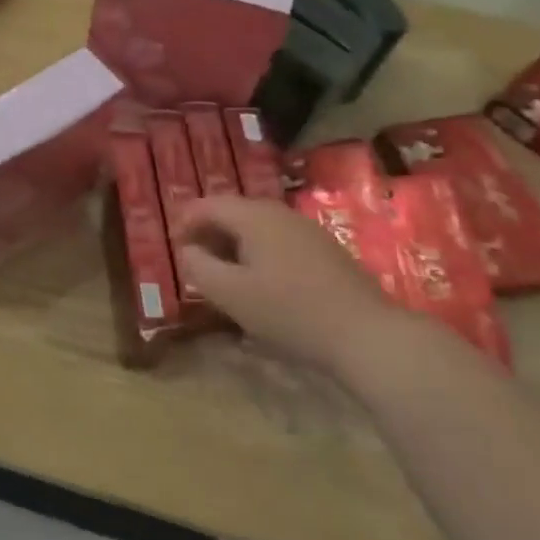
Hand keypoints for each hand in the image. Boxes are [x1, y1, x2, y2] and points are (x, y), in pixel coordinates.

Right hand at [175, 196, 408, 376]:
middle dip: (209, 232)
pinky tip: (261, 283)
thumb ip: (199, 267)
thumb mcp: (230, 293)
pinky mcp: (326, 252)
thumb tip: (186, 249)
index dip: (185, 220)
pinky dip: (258, 253)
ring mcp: (307, 231)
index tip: (173, 245)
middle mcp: (280, 213)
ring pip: (258, 227)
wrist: (367, 335)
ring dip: (234, 244)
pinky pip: (279, 242)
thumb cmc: (289, 311)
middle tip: (194, 259)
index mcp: (254, 216)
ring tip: (223, 273)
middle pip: (234, 211)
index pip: (208, 204)